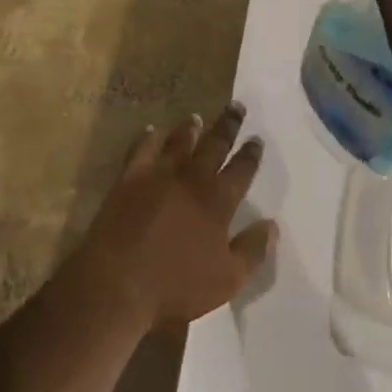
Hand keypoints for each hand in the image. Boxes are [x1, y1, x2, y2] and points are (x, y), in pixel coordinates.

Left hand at [77, 106, 274, 330]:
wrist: (118, 281)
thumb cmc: (176, 285)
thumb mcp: (227, 279)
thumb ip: (252, 250)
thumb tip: (272, 225)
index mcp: (218, 200)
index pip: (241, 170)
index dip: (251, 154)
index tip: (256, 138)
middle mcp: (192, 178)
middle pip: (214, 144)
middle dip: (227, 125)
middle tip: (236, 106)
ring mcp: (159, 174)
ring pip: (179, 141)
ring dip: (189, 128)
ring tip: (196, 117)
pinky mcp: (130, 177)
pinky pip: (142, 148)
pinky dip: (149, 137)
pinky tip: (152, 130)